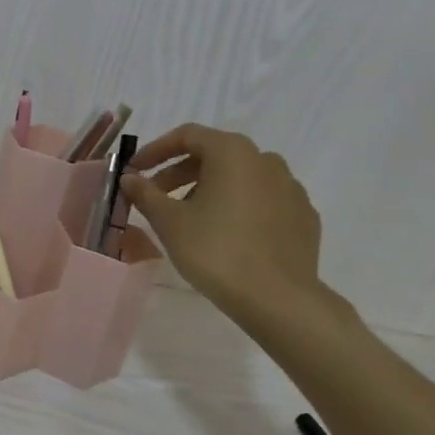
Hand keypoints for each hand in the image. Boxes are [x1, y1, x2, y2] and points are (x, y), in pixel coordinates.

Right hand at [123, 125, 323, 325]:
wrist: (278, 299)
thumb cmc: (216, 251)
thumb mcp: (169, 221)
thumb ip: (146, 193)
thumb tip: (130, 178)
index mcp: (232, 152)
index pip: (187, 135)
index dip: (156, 150)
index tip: (135, 170)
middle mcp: (265, 160)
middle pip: (215, 154)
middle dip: (180, 172)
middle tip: (155, 196)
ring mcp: (290, 188)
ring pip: (240, 177)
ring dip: (209, 188)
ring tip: (189, 217)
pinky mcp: (303, 216)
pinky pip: (263, 200)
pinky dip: (238, 206)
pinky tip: (226, 233)